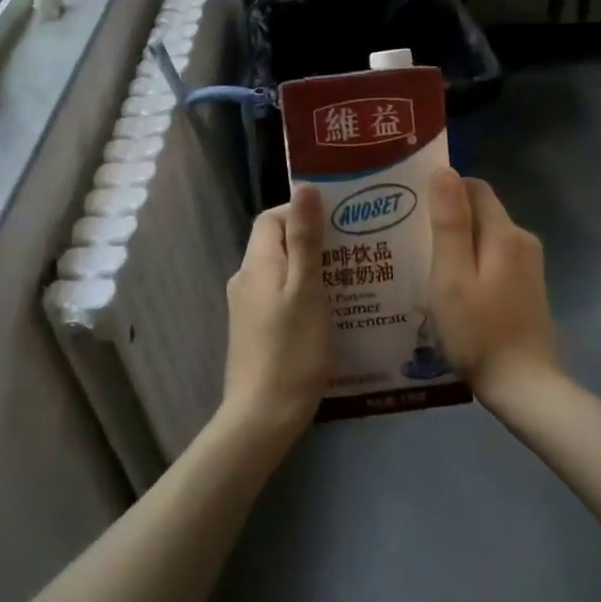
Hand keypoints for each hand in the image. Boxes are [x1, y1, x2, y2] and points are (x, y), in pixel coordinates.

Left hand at [218, 184, 329, 443]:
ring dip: (312, 268)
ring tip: (351, 276)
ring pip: (282, 272)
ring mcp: (248, 307)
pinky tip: (333, 309)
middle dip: (314, 240)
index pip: (271, 217)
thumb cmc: (292, 350)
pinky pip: (281, 296)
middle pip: (278, 243)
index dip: (300, 211)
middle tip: (355, 247)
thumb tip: (304, 186)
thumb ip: (305, 239)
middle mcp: (246, 279)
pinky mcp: (256, 330)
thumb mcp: (306, 290)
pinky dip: (305, 293)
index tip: (339, 220)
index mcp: (256, 264)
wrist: (263, 415)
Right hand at [426, 169, 560, 403]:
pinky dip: (471, 263)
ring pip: (486, 237)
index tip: (411, 209)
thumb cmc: (478, 332)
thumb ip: (449, 223)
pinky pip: (493, 259)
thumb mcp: (451, 277)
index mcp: (504, 233)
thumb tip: (445, 171)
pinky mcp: (527, 287)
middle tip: (409, 240)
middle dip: (447, 218)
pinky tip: (450, 288)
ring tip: (423, 264)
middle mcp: (522, 240)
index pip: (473, 188)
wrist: (523, 385)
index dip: (442, 191)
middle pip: (480, 211)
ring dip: (457, 243)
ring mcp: (529, 265)